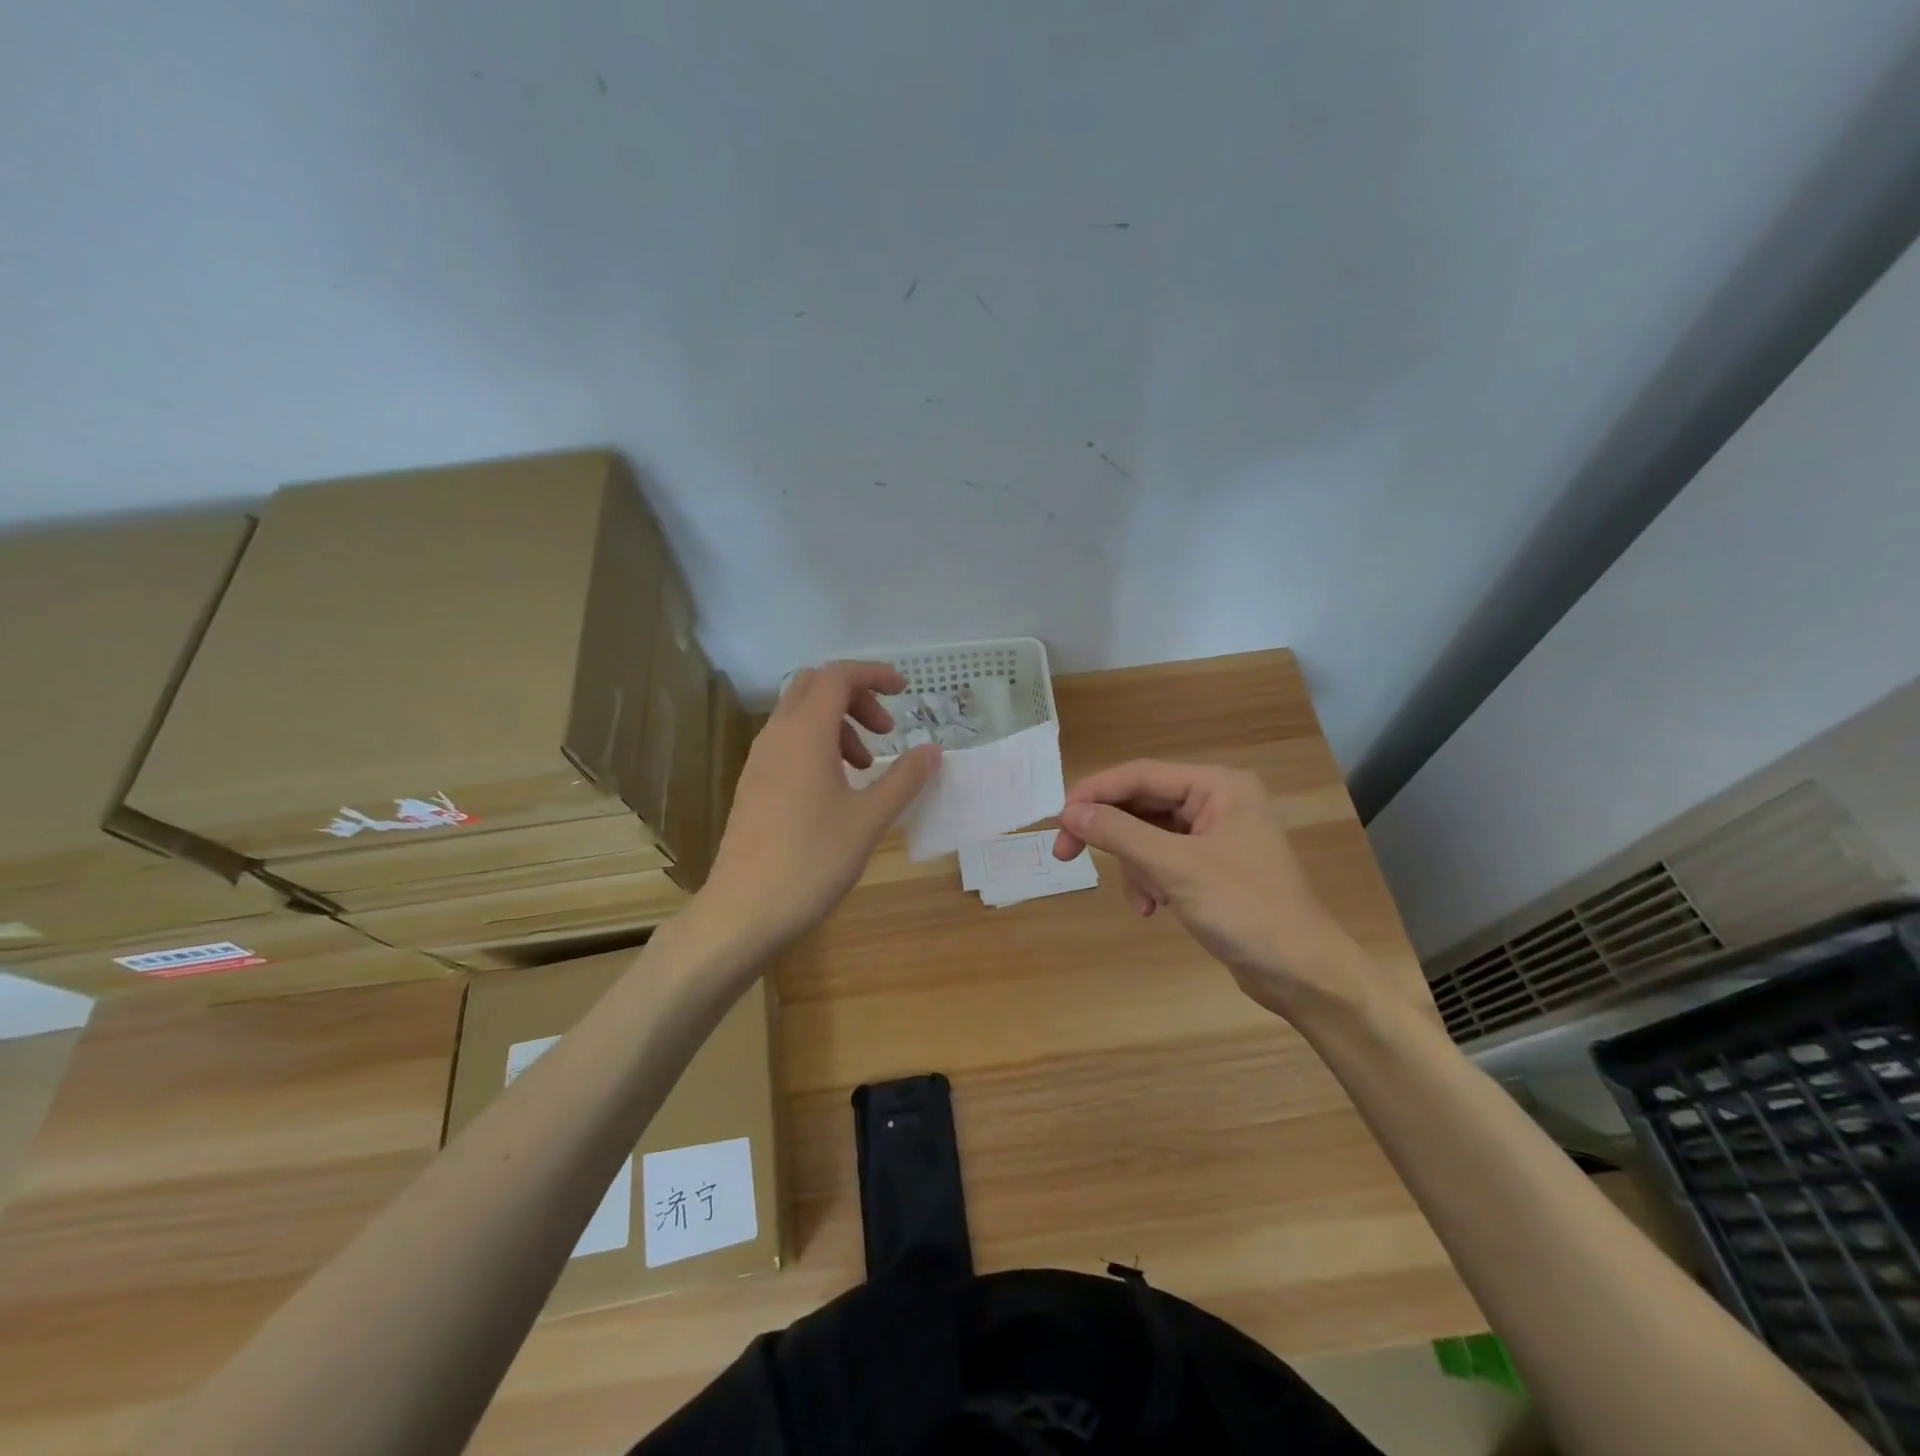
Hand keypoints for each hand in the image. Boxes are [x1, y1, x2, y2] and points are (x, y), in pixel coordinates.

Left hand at [703, 661, 941, 951]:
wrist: (743, 910)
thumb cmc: (811, 861)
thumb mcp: (869, 820)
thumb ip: (904, 779)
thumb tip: (933, 749)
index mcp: (805, 733)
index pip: (838, 676)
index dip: (874, 674)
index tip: (905, 691)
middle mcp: (777, 736)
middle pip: (815, 686)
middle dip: (856, 696)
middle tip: (887, 730)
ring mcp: (759, 760)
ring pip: (800, 715)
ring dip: (838, 723)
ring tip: (867, 766)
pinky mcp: (753, 784)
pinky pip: (788, 742)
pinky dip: (818, 745)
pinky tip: (837, 789)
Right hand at [1052, 759, 1366, 1020]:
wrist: (1302, 973)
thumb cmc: (1245, 909)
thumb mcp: (1175, 867)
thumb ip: (1120, 833)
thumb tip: (1069, 813)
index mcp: (1218, 786)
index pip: (1141, 774)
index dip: (1095, 792)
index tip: (1057, 818)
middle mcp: (1216, 801)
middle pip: (1141, 804)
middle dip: (1112, 835)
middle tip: (1066, 854)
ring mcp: (1215, 835)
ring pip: (1147, 835)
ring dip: (1135, 867)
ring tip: (1146, 901)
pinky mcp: (1211, 867)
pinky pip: (1162, 859)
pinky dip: (1150, 881)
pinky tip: (1156, 909)